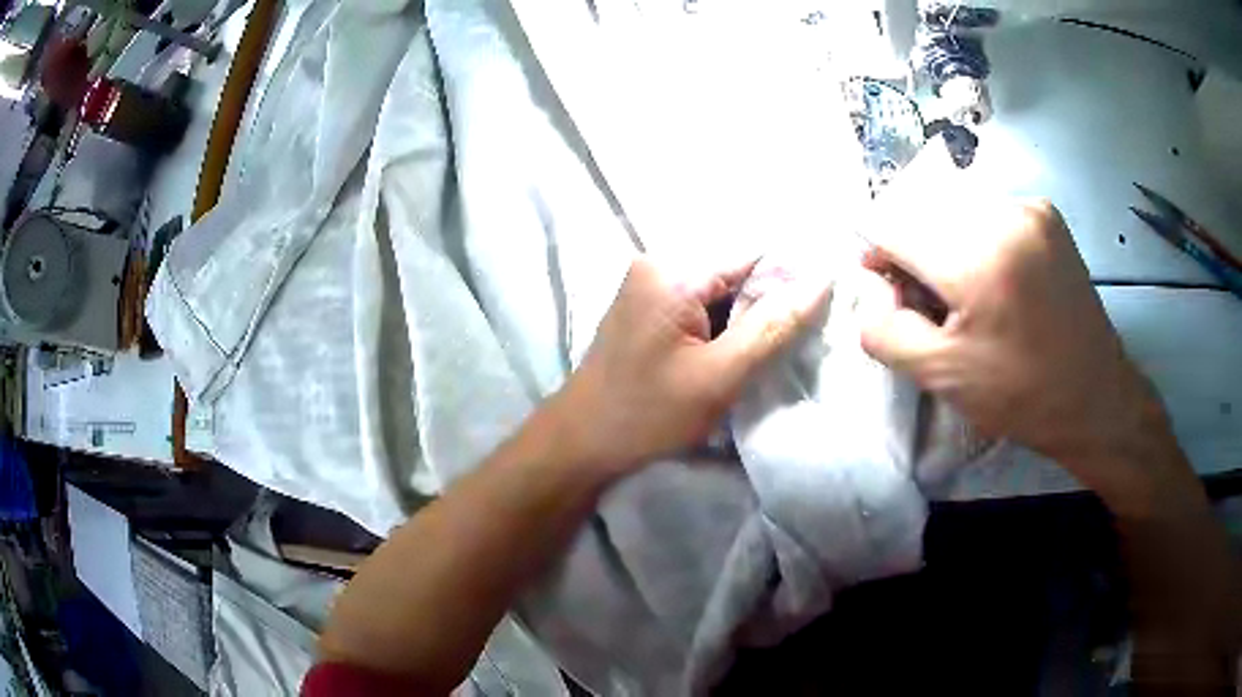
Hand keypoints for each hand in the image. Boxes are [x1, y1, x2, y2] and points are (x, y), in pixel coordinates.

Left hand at [552, 256, 830, 477]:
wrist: (581, 443)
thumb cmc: (648, 414)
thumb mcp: (720, 375)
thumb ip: (774, 327)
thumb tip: (822, 280)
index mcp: (673, 270)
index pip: (753, 255)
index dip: (789, 282)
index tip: (817, 314)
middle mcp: (658, 263)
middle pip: (735, 271)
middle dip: (765, 305)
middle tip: (784, 346)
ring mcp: (647, 284)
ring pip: (719, 290)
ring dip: (743, 320)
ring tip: (756, 354)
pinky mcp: (645, 306)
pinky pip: (698, 304)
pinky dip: (720, 326)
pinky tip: (728, 355)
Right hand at [857, 145, 1167, 492]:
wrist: (1096, 397)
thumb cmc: (1022, 395)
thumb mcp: (943, 377)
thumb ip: (885, 330)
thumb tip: (870, 289)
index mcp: (980, 257)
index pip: (893, 223)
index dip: (878, 255)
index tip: (890, 292)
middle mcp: (1004, 212)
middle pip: (923, 210)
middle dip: (913, 251)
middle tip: (931, 303)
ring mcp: (1029, 207)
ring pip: (954, 208)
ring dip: (944, 243)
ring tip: (968, 294)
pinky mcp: (1045, 212)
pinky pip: (987, 211)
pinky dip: (975, 238)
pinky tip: (996, 280)